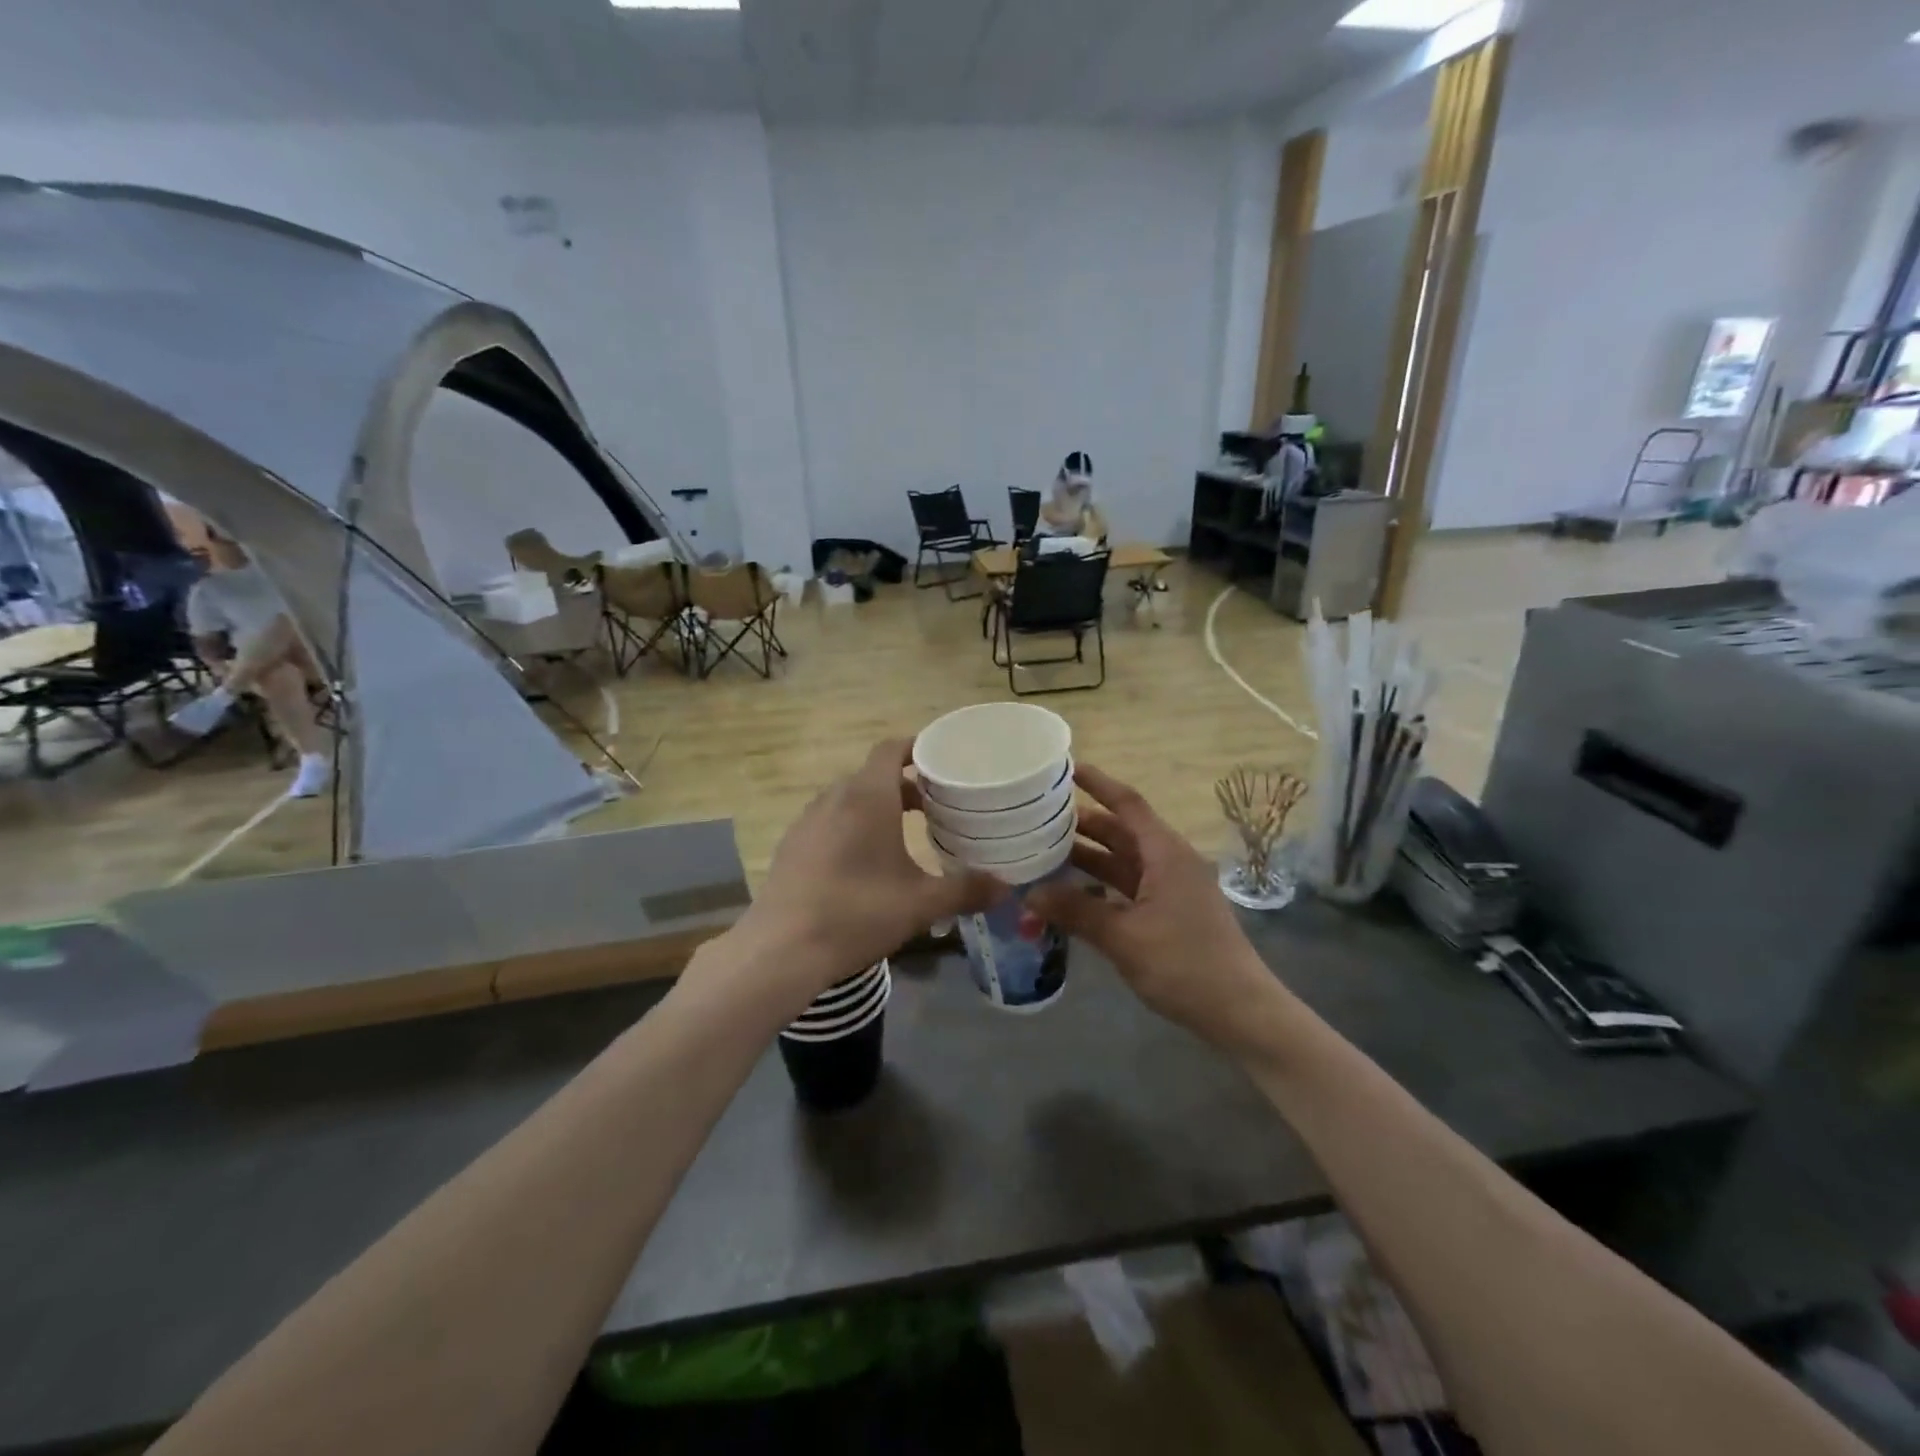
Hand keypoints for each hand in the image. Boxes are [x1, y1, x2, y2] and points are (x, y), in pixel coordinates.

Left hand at [733, 740, 1004, 1010]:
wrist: (781, 950)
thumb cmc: (857, 913)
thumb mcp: (920, 904)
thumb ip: (965, 890)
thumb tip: (1006, 887)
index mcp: (867, 797)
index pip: (890, 749)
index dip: (917, 747)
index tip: (943, 760)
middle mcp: (834, 798)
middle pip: (873, 775)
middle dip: (906, 784)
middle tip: (938, 804)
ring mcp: (808, 821)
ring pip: (850, 799)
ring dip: (878, 806)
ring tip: (907, 832)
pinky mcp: (793, 846)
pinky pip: (830, 821)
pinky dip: (853, 826)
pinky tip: (867, 862)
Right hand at [1025, 763, 1275, 1046]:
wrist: (1240, 1011)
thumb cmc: (1185, 964)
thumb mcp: (1124, 937)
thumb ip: (1076, 912)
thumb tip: (1029, 895)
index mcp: (1165, 853)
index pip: (1127, 804)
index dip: (1098, 782)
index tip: (1066, 766)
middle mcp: (1169, 862)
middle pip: (1121, 831)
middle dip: (1082, 823)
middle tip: (1038, 817)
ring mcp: (1171, 888)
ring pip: (1123, 860)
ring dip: (1088, 856)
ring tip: (1044, 850)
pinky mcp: (1169, 912)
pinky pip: (1128, 886)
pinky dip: (1100, 885)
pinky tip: (1071, 893)